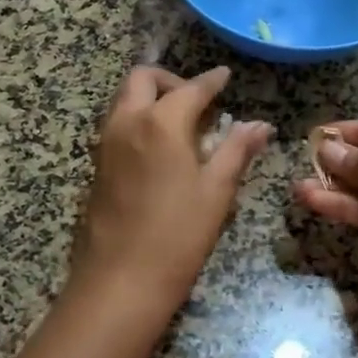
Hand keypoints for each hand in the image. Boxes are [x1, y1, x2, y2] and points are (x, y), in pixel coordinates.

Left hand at [68, 66, 271, 327]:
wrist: (119, 281)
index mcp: (160, 123)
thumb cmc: (177, 236)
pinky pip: (117, 123)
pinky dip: (138, 118)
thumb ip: (236, 151)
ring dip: (150, 97)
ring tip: (182, 124)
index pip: (190, 88)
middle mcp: (127, 122)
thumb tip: (260, 125)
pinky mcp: (97, 165)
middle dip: (171, 79)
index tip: (225, 76)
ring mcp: (106, 143)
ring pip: (124, 99)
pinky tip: (161, 148)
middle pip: (142, 79)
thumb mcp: (216, 192)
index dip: (211, 80)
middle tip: (198, 100)